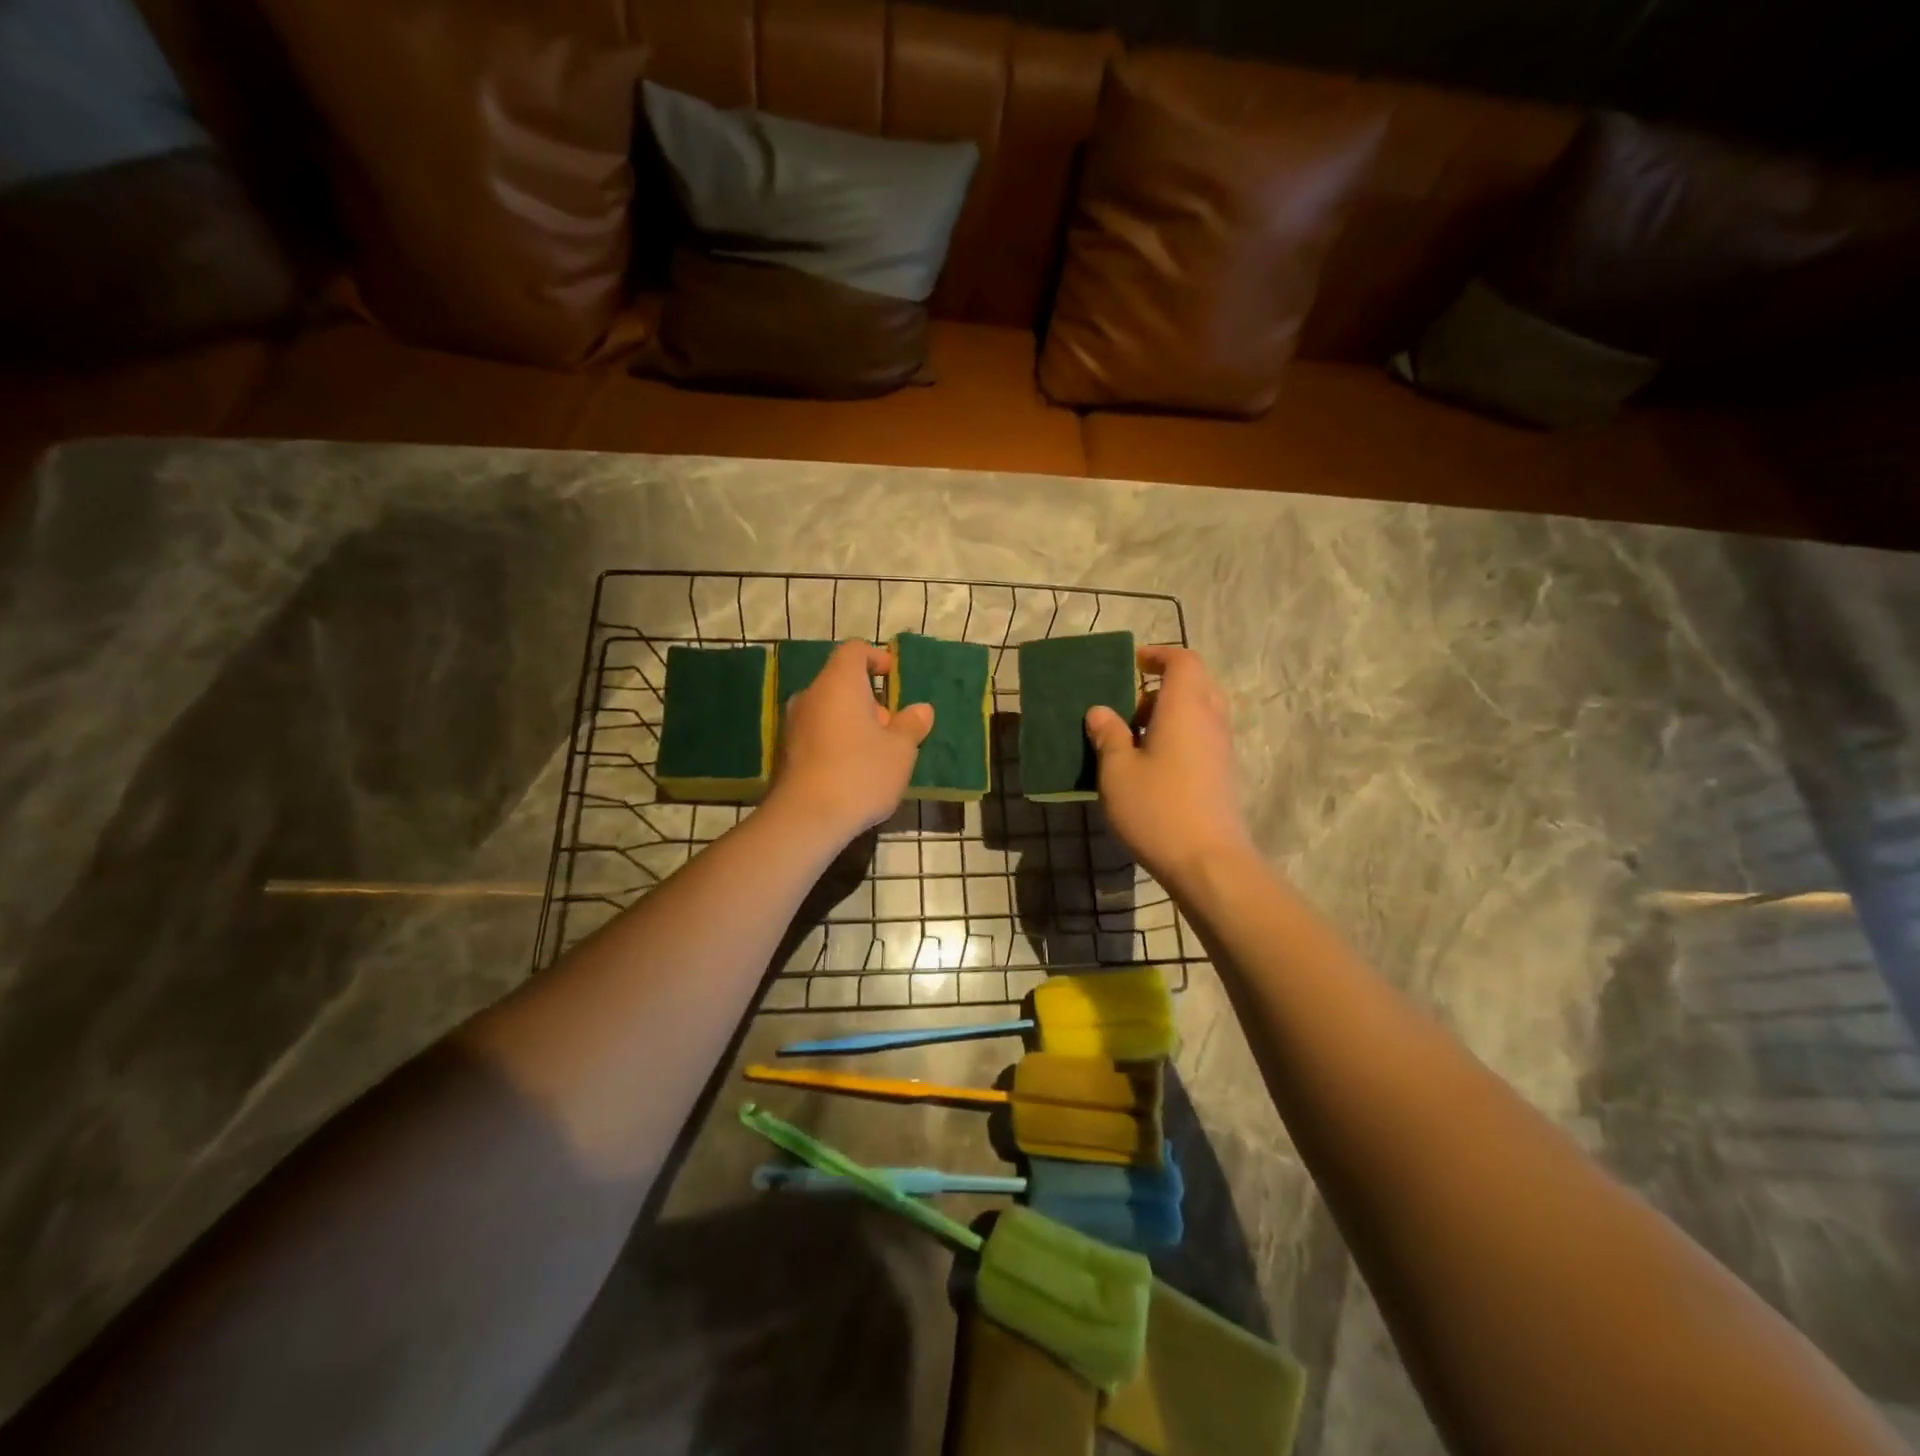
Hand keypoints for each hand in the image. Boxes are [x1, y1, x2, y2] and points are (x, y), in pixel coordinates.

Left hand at [765, 641, 933, 841]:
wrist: (806, 818)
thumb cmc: (861, 772)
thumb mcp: (900, 750)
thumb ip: (912, 724)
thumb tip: (921, 710)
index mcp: (838, 683)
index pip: (854, 650)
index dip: (877, 658)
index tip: (894, 677)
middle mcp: (810, 695)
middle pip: (841, 683)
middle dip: (870, 700)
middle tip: (892, 728)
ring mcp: (793, 725)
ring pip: (829, 711)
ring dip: (853, 724)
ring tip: (876, 754)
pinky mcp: (786, 753)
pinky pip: (817, 734)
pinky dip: (837, 742)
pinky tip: (853, 772)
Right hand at [1086, 645, 1252, 888]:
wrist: (1208, 862)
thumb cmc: (1157, 809)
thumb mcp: (1117, 771)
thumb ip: (1108, 735)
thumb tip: (1100, 711)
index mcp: (1185, 707)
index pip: (1182, 661)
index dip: (1158, 655)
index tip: (1132, 663)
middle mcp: (1210, 720)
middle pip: (1195, 683)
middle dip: (1162, 686)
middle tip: (1129, 705)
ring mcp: (1221, 748)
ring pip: (1200, 712)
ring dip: (1169, 714)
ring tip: (1134, 737)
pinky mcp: (1223, 774)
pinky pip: (1201, 737)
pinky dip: (1179, 736)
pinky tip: (1151, 766)